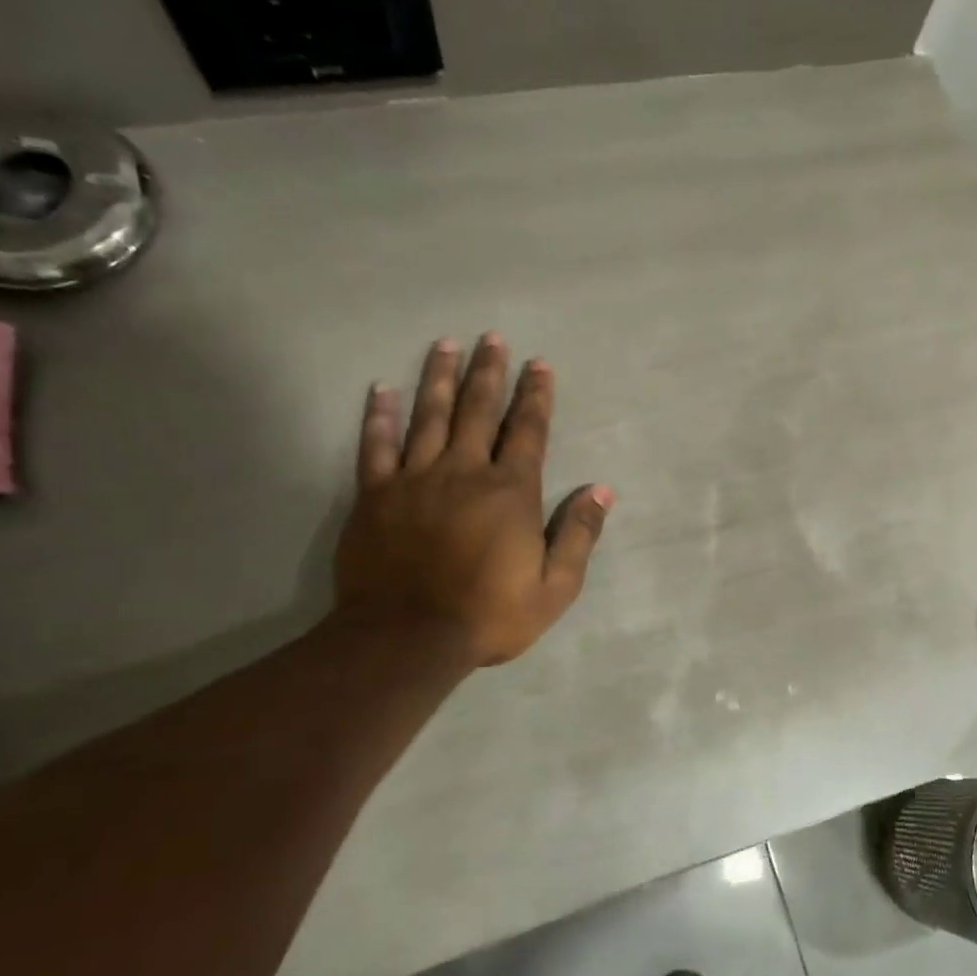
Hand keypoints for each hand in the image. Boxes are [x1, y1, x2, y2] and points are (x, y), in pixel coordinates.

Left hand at [334, 334, 613, 666]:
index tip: (539, 364)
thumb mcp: (555, 586)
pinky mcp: (376, 496)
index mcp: (510, 492)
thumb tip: (601, 490)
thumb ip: (578, 534)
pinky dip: (378, 416)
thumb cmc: (490, 614)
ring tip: (446, 345)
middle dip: (489, 372)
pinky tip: (381, 390)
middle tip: (493, 337)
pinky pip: (376, 447)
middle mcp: (465, 472)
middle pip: (479, 411)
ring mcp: (416, 480)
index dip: (536, 396)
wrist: (408, 638)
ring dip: (440, 378)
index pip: (528, 431)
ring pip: (429, 416)